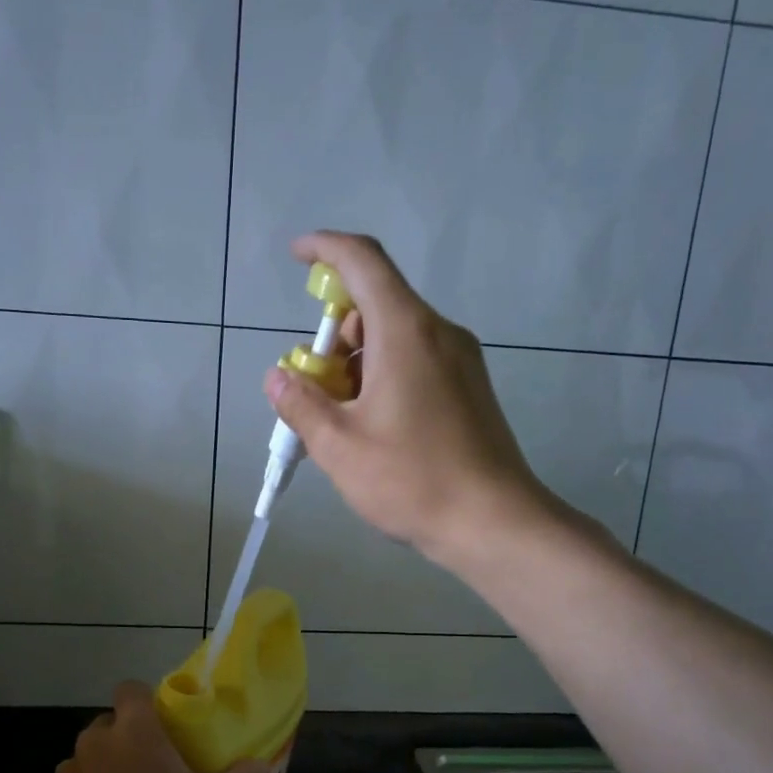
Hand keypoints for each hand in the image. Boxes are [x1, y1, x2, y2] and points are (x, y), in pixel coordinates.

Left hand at [48, 682, 270, 772]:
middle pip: (109, 725)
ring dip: (105, 770)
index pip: (130, 690)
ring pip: (89, 759)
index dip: (145, 702)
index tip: (162, 726)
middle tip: (153, 769)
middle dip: (127, 740)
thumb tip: (262, 767)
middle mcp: (94, 744)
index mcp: (133, 732)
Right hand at [264, 231, 574, 566]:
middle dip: (333, 337)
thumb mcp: (339, 446)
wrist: (494, 523)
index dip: (325, 249)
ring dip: (356, 363)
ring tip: (341, 422)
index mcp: (406, 331)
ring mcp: (460, 360)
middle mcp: (438, 333)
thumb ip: (301, 404)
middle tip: (313, 391)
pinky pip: (414, 361)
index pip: (363, 261)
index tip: (297, 257)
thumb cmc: (412, 479)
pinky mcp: (469, 387)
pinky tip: (373, 429)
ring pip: (393, 337)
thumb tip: (278, 377)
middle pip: (375, 306)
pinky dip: (382, 377)